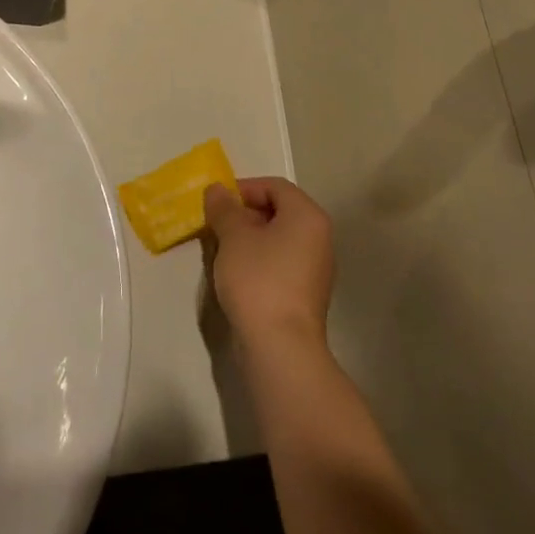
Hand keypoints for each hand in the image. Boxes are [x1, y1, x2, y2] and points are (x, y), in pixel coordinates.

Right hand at [203, 177, 334, 354]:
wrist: (280, 346)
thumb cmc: (258, 279)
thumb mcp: (233, 236)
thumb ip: (224, 208)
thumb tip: (217, 190)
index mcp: (307, 216)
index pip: (275, 186)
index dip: (244, 188)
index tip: (217, 203)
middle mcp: (319, 237)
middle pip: (278, 211)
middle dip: (244, 214)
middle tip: (215, 225)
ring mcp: (315, 268)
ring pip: (278, 239)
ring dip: (248, 239)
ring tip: (221, 250)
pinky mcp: (305, 294)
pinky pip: (280, 263)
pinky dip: (258, 261)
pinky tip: (236, 275)